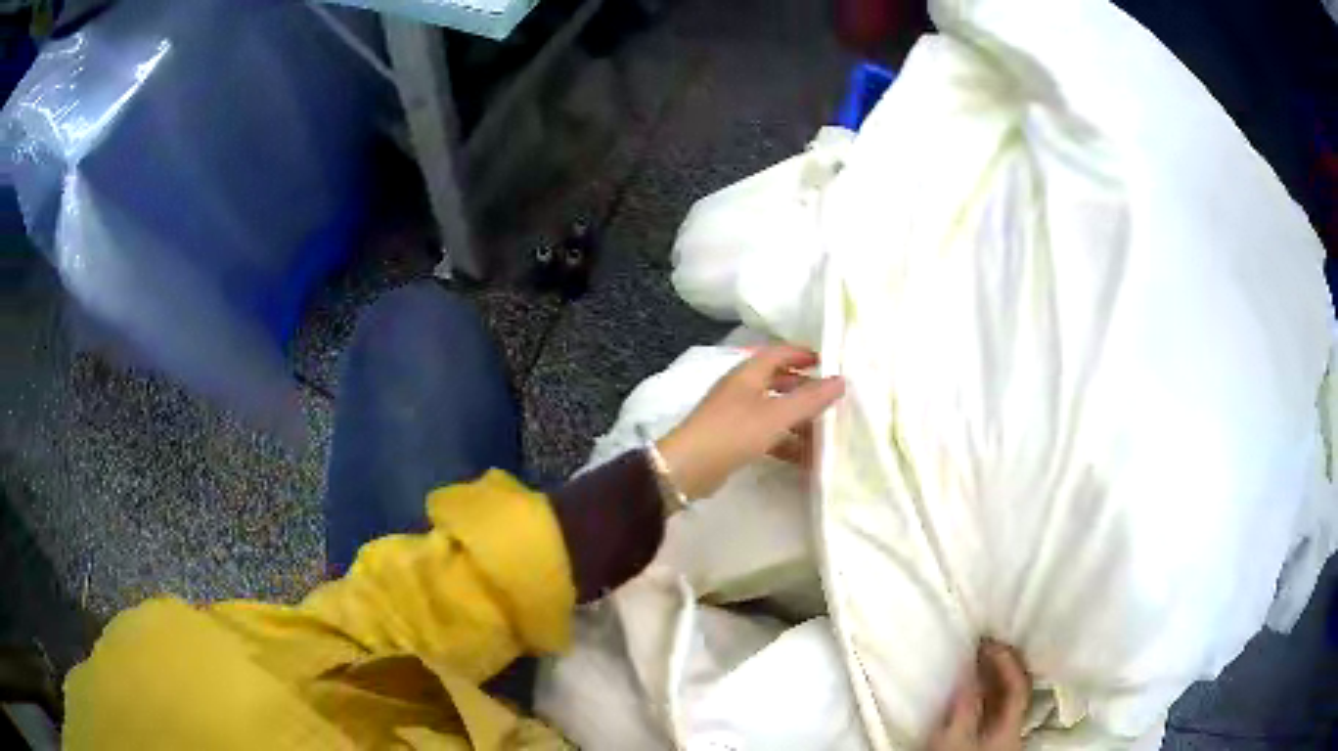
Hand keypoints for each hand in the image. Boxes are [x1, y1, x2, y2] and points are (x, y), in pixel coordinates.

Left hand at [656, 344, 845, 500]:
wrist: (688, 468)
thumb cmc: (733, 432)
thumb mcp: (776, 415)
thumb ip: (810, 399)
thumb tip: (841, 380)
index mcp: (748, 374)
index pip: (779, 353)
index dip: (803, 354)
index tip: (828, 363)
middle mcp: (741, 389)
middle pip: (778, 382)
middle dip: (804, 390)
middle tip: (831, 401)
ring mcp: (735, 414)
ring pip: (774, 410)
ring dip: (797, 421)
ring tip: (824, 435)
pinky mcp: (732, 439)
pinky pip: (766, 433)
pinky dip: (785, 441)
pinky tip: (803, 459)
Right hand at [929, 641, 1030, 750]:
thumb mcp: (953, 738)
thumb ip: (965, 707)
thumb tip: (970, 673)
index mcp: (1011, 726)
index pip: (1018, 685)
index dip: (1006, 661)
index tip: (988, 642)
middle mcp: (1015, 729)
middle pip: (1019, 690)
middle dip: (1005, 665)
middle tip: (986, 646)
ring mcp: (1007, 737)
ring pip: (1009, 701)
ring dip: (996, 679)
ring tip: (979, 663)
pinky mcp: (995, 743)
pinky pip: (998, 710)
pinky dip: (990, 694)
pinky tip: (978, 691)